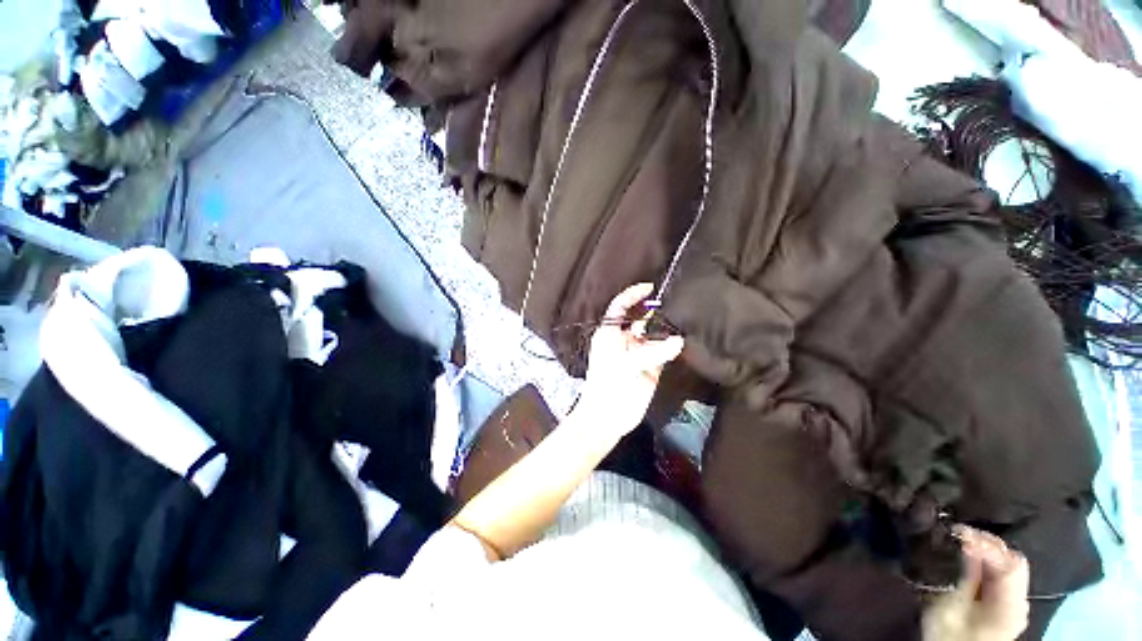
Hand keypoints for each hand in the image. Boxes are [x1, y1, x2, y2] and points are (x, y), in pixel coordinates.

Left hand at [574, 283, 683, 437]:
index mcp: (610, 333)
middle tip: (676, 303)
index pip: (620, 307)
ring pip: (654, 335)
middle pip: (640, 319)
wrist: (608, 418)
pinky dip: (673, 347)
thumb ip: (653, 352)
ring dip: (667, 329)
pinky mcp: (651, 367)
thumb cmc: (608, 386)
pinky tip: (684, 341)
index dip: (632, 295)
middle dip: (655, 311)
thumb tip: (679, 341)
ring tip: (685, 320)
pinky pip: (663, 351)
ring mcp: (638, 353)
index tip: (650, 287)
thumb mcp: (626, 365)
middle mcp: (625, 339)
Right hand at [922, 526, 1030, 640]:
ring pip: (1007, 565)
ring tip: (959, 541)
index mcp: (1012, 605)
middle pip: (1013, 562)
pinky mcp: (1002, 604)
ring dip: (985, 550)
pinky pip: (999, 574)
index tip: (958, 532)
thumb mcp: (951, 606)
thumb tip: (965, 542)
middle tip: (957, 533)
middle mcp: (1019, 602)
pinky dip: (985, 560)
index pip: (1010, 564)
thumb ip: (964, 575)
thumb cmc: (949, 634)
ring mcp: (1013, 603)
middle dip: (987, 543)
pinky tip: (967, 556)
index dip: (986, 544)